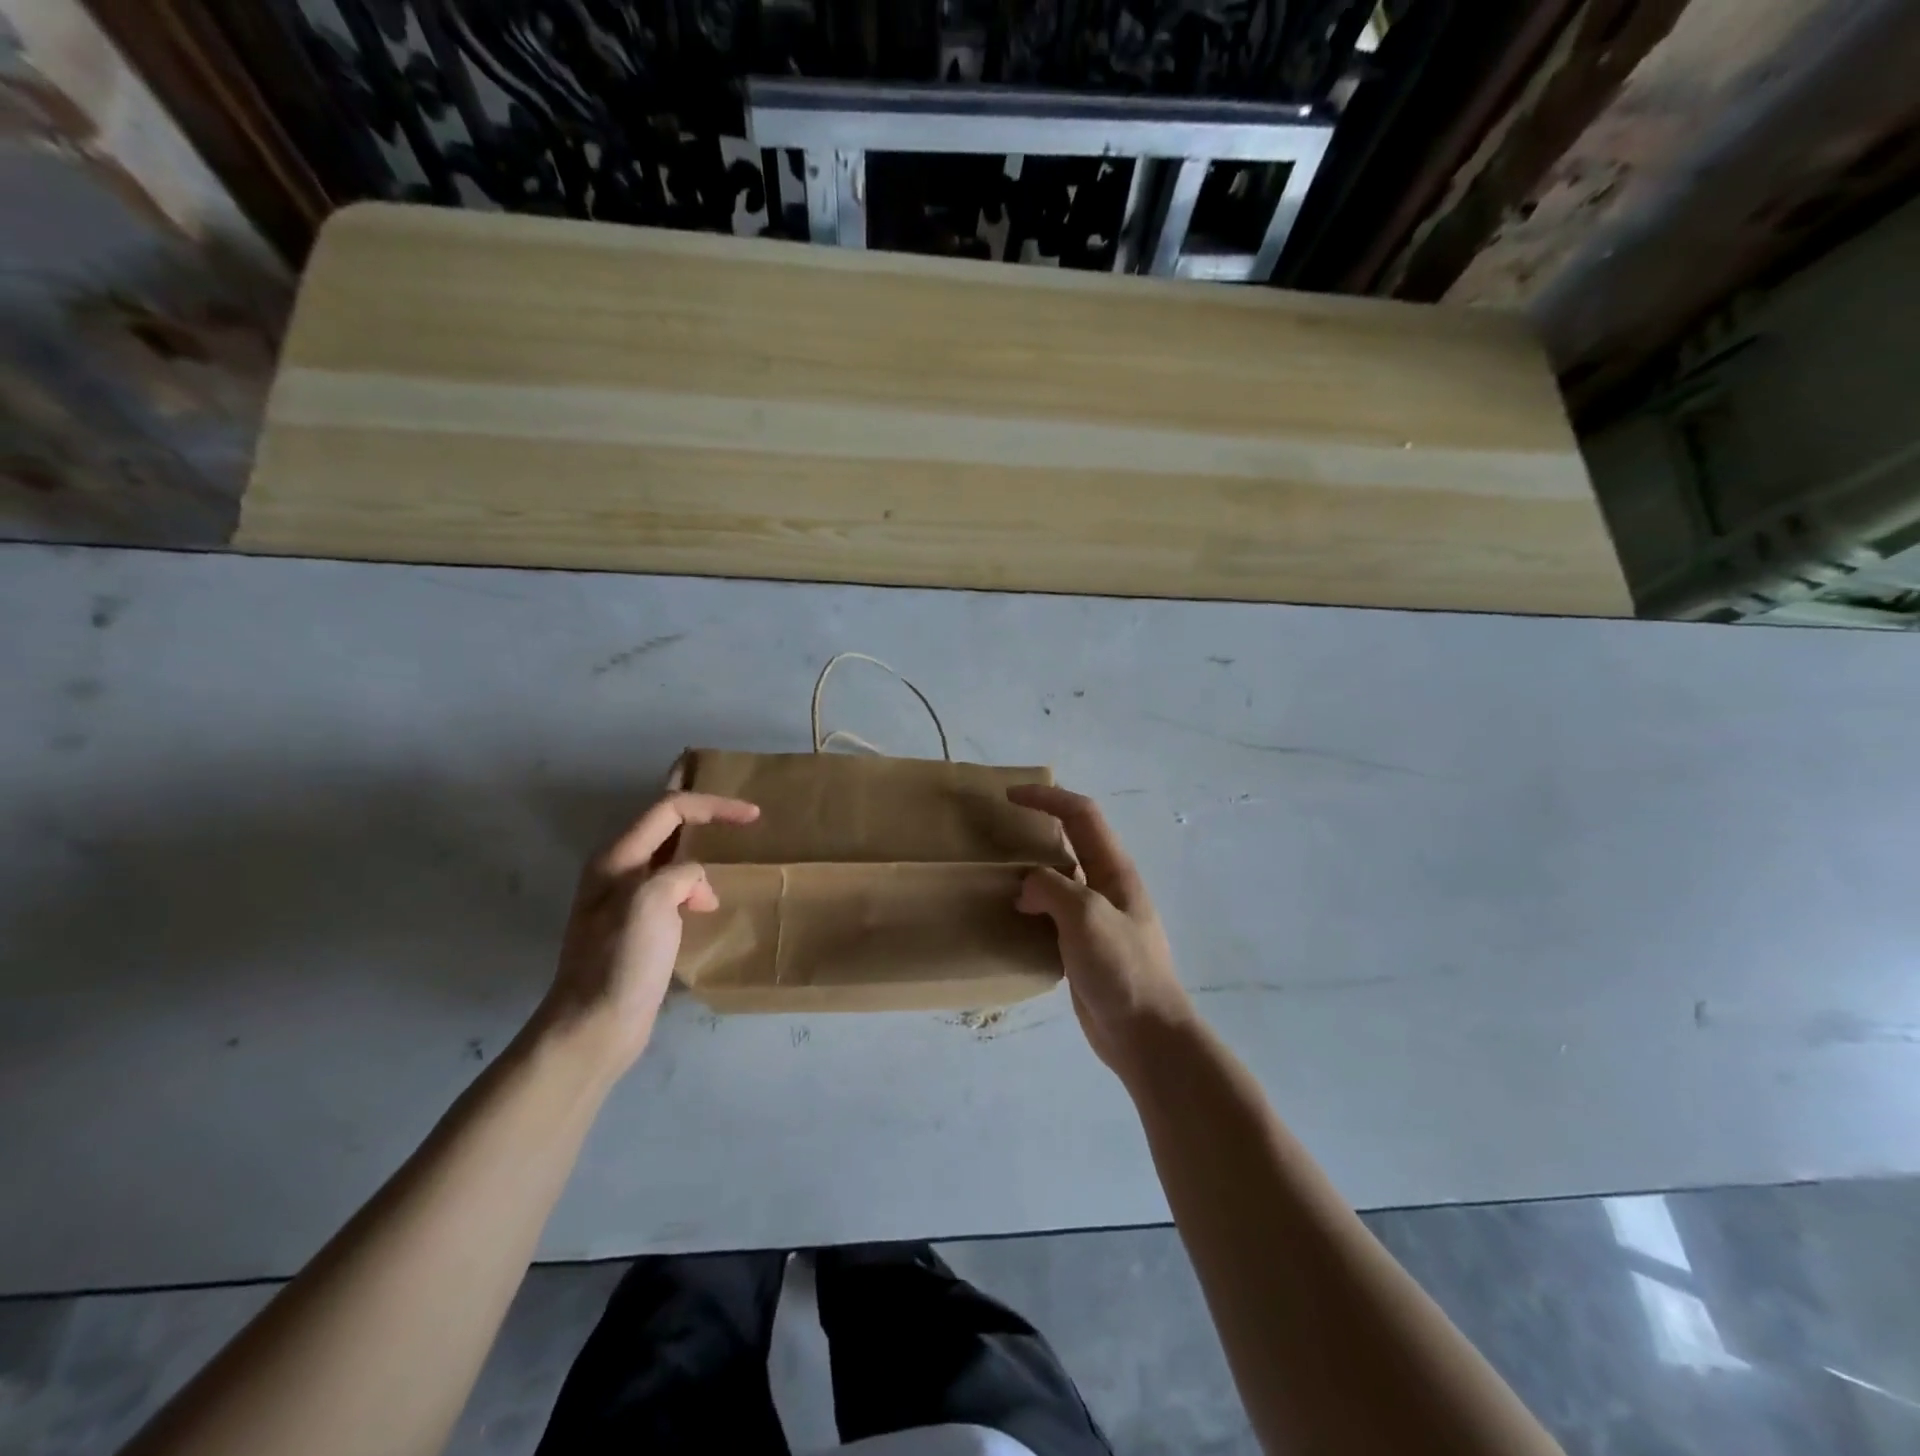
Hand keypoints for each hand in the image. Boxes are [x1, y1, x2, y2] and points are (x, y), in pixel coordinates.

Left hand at [543, 791, 759, 1069]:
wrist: (594, 1027)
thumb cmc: (621, 962)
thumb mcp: (651, 903)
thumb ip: (681, 875)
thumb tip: (698, 888)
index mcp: (617, 858)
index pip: (669, 809)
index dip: (713, 806)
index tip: (754, 816)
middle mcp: (618, 870)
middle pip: (663, 823)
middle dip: (699, 810)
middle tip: (734, 806)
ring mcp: (625, 900)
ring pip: (669, 855)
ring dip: (700, 846)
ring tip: (732, 848)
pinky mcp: (638, 927)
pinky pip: (672, 887)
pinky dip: (696, 882)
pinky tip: (712, 900)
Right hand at [1007, 784, 1193, 1076]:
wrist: (1146, 1034)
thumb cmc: (1122, 968)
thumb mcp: (1085, 916)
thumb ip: (1051, 889)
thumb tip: (1026, 888)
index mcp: (1115, 870)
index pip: (1081, 815)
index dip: (1047, 798)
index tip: (1009, 796)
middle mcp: (1106, 887)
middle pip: (1071, 842)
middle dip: (1038, 828)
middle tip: (998, 833)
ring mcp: (1096, 918)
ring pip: (1059, 879)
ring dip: (1031, 870)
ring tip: (997, 874)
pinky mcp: (1083, 947)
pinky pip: (1053, 914)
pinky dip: (1031, 906)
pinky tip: (1010, 918)